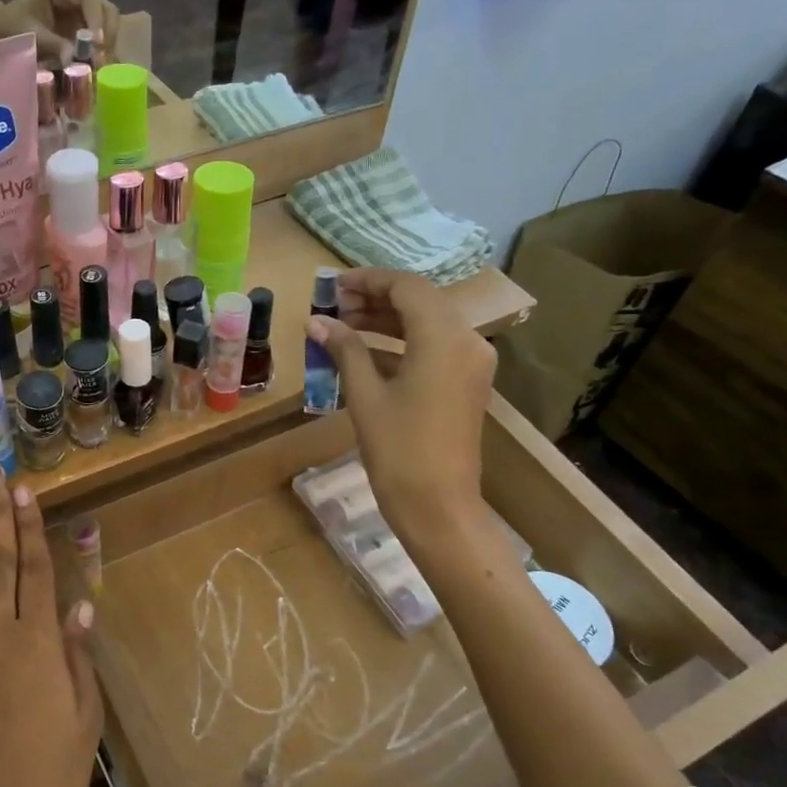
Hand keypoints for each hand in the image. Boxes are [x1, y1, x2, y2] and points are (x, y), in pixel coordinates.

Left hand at [10, 0, 118, 66]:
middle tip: (103, 59)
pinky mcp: (84, 22)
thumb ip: (53, 45)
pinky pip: (102, 33)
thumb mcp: (31, 35)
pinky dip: (102, 50)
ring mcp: (82, 6)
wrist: (3, 29)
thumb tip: (73, 60)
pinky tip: (99, 64)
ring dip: (108, 44)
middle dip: (107, 34)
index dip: (97, 21)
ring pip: (108, 21)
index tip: (97, 45)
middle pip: (105, 8)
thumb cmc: (12, 26)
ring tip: (102, 65)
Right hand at [307, 268, 495, 542]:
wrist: (438, 506)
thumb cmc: (398, 449)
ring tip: (342, 325)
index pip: (406, 287)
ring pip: (426, 323)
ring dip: (386, 320)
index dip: (367, 280)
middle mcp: (466, 340)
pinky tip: (363, 352)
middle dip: (374, 299)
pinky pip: (433, 347)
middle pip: (419, 301)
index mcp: (444, 337)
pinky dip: (400, 343)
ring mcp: (471, 362)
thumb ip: (345, 349)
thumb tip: (316, 321)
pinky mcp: (466, 382)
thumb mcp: (365, 395)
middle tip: (333, 306)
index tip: (332, 285)